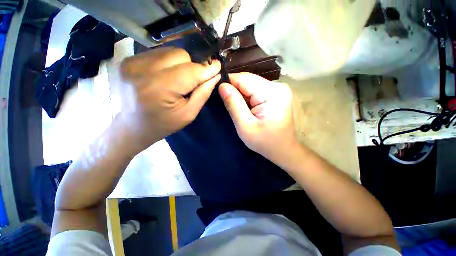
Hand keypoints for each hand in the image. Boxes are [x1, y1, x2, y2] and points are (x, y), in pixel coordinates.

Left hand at [118, 47, 220, 152]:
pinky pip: (158, 53)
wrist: (131, 126)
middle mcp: (143, 70)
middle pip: (181, 55)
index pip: (191, 71)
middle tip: (192, 81)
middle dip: (192, 67)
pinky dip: (167, 62)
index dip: (207, 68)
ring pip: (170, 51)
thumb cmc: (163, 124)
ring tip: (177, 80)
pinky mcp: (128, 60)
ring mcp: (132, 62)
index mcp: (160, 89)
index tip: (218, 67)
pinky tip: (165, 76)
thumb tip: (214, 76)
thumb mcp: (188, 114)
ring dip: (180, 64)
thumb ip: (203, 94)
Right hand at [219, 73, 297, 164]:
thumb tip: (222, 86)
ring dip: (241, 94)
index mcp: (271, 93)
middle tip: (228, 104)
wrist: (283, 150)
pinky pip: (256, 90)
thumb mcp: (245, 126)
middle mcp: (278, 86)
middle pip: (248, 80)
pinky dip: (248, 97)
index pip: (243, 78)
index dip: (229, 83)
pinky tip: (246, 107)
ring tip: (237, 108)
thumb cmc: (265, 142)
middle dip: (235, 90)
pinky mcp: (277, 94)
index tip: (219, 93)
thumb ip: (233, 104)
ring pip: (251, 85)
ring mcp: (278, 89)